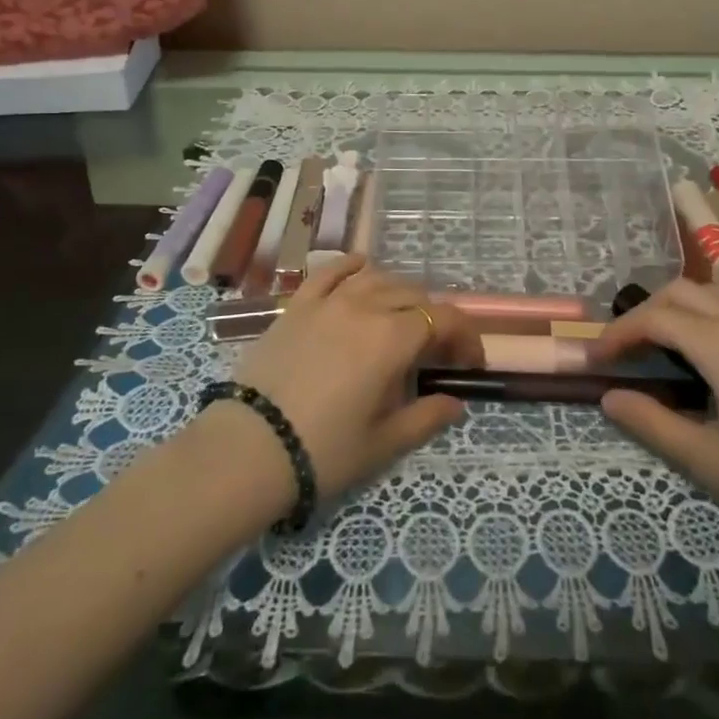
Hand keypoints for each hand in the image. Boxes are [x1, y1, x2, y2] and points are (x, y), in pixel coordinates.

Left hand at [227, 256, 481, 500]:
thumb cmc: (324, 451)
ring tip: (402, 319)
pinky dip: (354, 267)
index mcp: (392, 339)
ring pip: (378, 278)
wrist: (249, 449)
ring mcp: (328, 300)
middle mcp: (364, 307)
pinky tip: (363, 272)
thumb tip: (456, 402)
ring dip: (401, 294)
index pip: (444, 319)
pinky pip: (332, 271)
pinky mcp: (298, 304)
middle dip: (436, 320)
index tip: (470, 363)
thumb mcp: (384, 442)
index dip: (466, 336)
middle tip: (436, 353)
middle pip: (414, 296)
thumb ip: (427, 417)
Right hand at [591, 280, 718, 548]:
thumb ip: (653, 424)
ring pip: (708, 292)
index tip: (594, 359)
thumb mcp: (710, 461)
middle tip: (622, 350)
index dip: (617, 333)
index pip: (654, 319)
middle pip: (679, 292)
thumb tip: (608, 397)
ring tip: (657, 346)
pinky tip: (703, 354)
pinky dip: (701, 314)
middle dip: (642, 312)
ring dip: (673, 308)